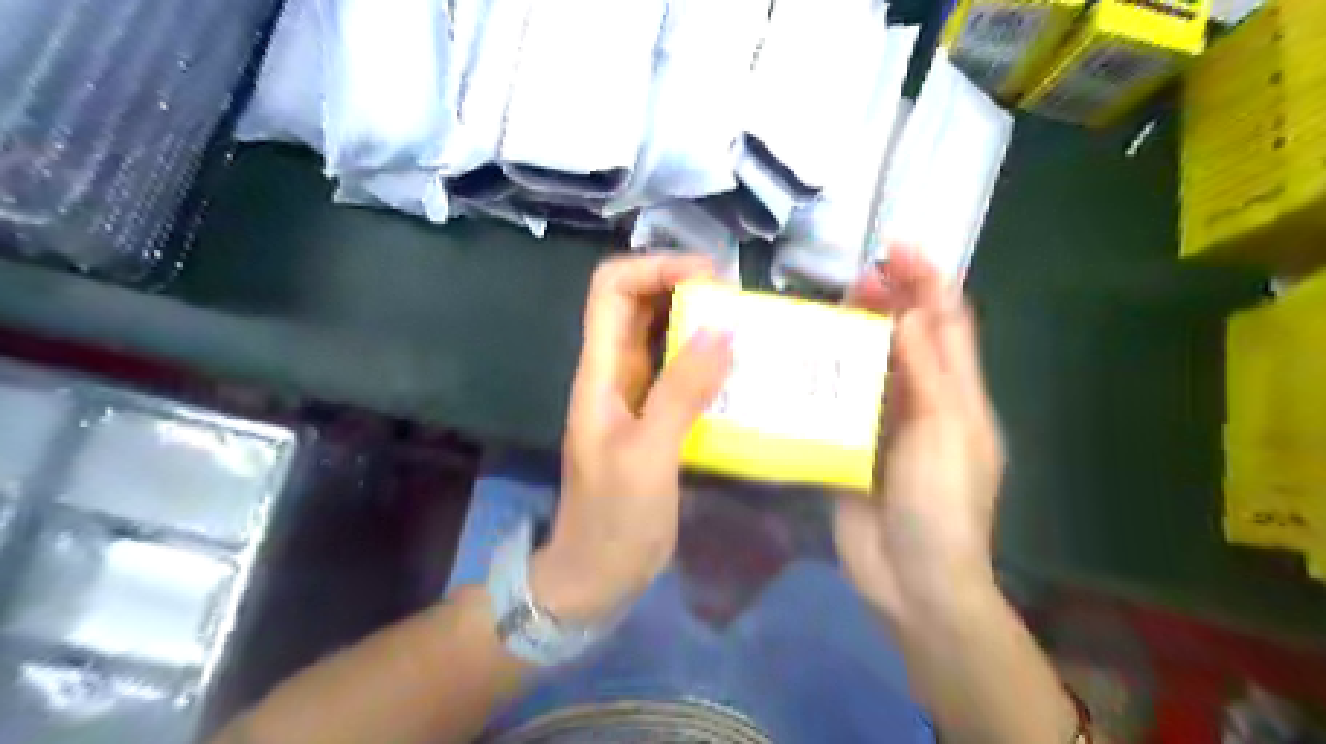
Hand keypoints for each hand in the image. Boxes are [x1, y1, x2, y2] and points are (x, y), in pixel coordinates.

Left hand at [533, 252, 735, 623]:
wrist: (597, 573)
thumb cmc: (613, 519)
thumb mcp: (647, 456)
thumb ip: (681, 393)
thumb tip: (722, 329)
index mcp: (600, 371)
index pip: (612, 289)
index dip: (656, 266)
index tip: (710, 277)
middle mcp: (615, 371)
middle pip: (640, 302)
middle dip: (686, 288)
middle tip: (740, 303)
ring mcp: (637, 394)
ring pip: (664, 334)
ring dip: (701, 322)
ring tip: (749, 329)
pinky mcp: (657, 416)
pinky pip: (682, 370)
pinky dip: (709, 359)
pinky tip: (742, 370)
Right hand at [833, 248, 1011, 622]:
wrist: (910, 579)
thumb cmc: (940, 504)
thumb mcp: (946, 432)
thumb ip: (929, 372)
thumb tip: (909, 314)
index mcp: (958, 394)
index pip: (948, 323)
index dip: (929, 280)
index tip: (898, 247)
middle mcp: (923, 400)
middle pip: (908, 337)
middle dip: (890, 299)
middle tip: (857, 276)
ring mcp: (884, 423)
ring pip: (871, 364)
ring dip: (855, 332)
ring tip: (828, 305)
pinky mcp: (851, 443)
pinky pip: (839, 399)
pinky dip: (826, 374)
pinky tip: (802, 358)